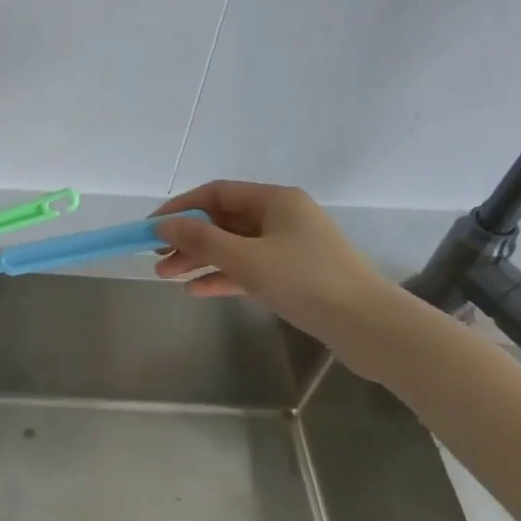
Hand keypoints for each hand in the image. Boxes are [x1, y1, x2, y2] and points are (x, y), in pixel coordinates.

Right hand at [152, 180, 391, 343]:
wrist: (369, 327)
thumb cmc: (305, 281)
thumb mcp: (246, 259)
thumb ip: (200, 240)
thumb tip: (162, 225)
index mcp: (276, 200)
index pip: (216, 193)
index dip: (180, 208)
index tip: (151, 227)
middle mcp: (282, 217)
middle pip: (223, 221)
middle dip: (187, 239)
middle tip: (155, 258)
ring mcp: (289, 247)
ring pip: (233, 247)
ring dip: (200, 259)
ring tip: (166, 277)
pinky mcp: (293, 276)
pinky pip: (248, 269)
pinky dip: (222, 277)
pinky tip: (196, 290)